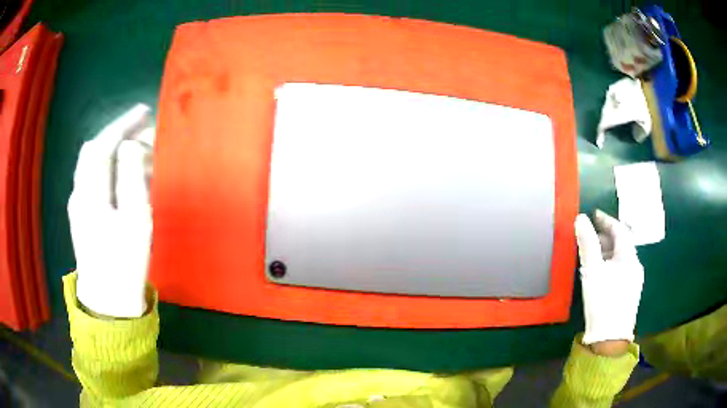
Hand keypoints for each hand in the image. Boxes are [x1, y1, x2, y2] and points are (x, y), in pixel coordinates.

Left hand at [68, 104, 154, 317]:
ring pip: (92, 163)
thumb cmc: (124, 264)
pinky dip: (109, 166)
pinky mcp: (82, 214)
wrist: (108, 303)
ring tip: (136, 148)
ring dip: (113, 149)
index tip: (144, 111)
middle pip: (93, 150)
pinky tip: (123, 173)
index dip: (122, 125)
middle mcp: (79, 193)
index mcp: (90, 194)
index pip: (102, 145)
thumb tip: (130, 145)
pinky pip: (93, 178)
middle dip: (117, 133)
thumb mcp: (135, 221)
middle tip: (141, 128)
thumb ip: (131, 178)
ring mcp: (78, 205)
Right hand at [575, 210, 643, 348]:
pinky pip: (622, 270)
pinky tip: (602, 275)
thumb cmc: (602, 301)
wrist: (610, 339)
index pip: (620, 230)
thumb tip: (580, 218)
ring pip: (622, 258)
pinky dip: (612, 265)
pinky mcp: (631, 293)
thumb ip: (587, 243)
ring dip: (608, 252)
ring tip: (593, 257)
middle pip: (622, 244)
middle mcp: (635, 265)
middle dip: (606, 237)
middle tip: (590, 238)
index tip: (594, 215)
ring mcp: (635, 280)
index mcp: (629, 257)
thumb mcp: (592, 271)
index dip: (607, 220)